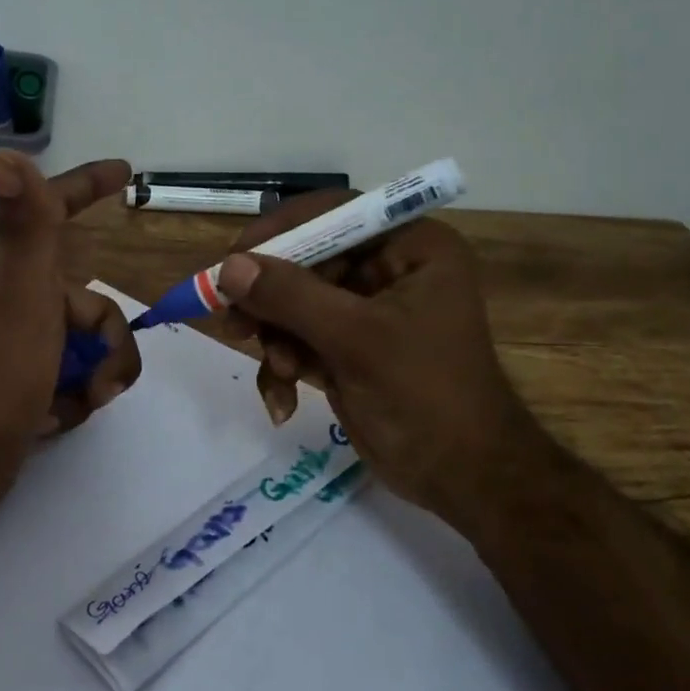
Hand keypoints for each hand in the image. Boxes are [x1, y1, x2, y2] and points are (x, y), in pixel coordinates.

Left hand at [0, 152, 141, 538]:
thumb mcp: (23, 292)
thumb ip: (29, 224)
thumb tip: (3, 150)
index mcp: (19, 273)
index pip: (59, 212)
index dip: (89, 187)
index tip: (125, 173)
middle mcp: (20, 305)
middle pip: (94, 307)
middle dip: (112, 343)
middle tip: (101, 381)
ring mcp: (22, 352)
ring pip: (90, 349)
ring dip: (99, 376)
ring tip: (80, 404)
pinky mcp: (24, 393)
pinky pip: (74, 385)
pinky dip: (75, 403)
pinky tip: (52, 423)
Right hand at [217, 196, 544, 523]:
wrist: (461, 477)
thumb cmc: (425, 395)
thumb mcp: (356, 340)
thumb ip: (291, 297)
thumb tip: (228, 266)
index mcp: (411, 248)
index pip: (336, 213)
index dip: (283, 230)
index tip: (235, 256)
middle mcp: (388, 270)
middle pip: (307, 260)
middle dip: (271, 298)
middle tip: (234, 322)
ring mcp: (365, 312)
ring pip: (295, 303)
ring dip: (276, 338)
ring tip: (280, 371)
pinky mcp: (347, 348)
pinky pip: (299, 340)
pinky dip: (284, 366)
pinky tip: (283, 402)